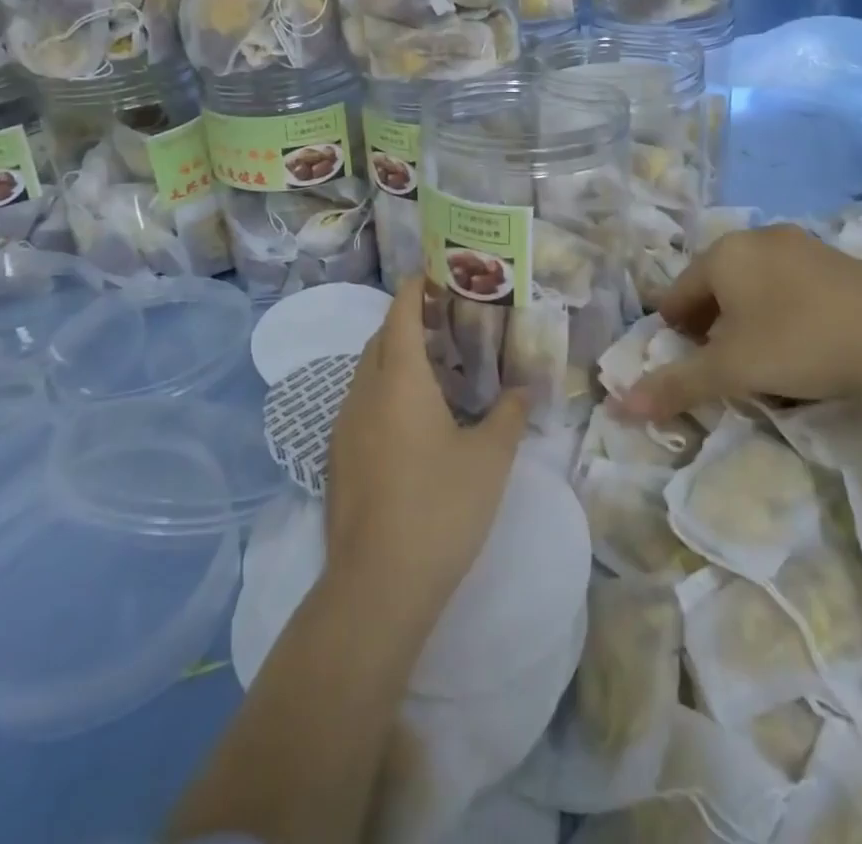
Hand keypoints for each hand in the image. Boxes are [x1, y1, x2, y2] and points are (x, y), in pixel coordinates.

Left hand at [323, 279, 530, 632]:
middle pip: (379, 340)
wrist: (377, 587)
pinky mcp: (338, 459)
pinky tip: (412, 419)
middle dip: (406, 322)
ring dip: (394, 358)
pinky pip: (360, 403)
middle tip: (445, 322)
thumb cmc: (440, 508)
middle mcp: (363, 393)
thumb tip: (523, 389)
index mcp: (399, 381)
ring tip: (434, 368)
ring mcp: (344, 427)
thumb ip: (508, 415)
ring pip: (366, 373)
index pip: (399, 315)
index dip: (413, 289)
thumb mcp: (489, 459)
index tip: (432, 274)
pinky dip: (384, 391)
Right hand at [617, 224, 861, 421]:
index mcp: (725, 253)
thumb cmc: (797, 344)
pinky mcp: (843, 263)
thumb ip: (675, 385)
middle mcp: (760, 239)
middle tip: (716, 362)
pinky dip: (784, 313)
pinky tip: (803, 346)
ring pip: (758, 285)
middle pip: (718, 284)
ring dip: (748, 319)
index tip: (678, 358)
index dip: (672, 327)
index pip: (679, 290)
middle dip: (711, 323)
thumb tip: (620, 407)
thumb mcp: (730, 370)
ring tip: (759, 359)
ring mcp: (805, 247)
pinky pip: (795, 287)